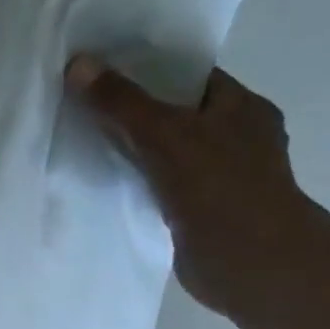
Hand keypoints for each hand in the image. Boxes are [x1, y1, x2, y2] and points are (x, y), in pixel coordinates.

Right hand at [65, 55, 322, 316]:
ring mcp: (221, 178)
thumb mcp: (164, 134)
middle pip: (175, 114)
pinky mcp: (201, 212)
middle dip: (133, 110)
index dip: (147, 69)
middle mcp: (236, 138)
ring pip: (166, 152)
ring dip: (133, 149)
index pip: (190, 76)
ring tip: (84, 137)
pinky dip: (136, 182)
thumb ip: (120, 101)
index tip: (103, 69)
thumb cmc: (219, 187)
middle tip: (84, 102)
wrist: (251, 265)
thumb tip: (78, 63)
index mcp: (242, 107)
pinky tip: (103, 180)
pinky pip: (160, 185)